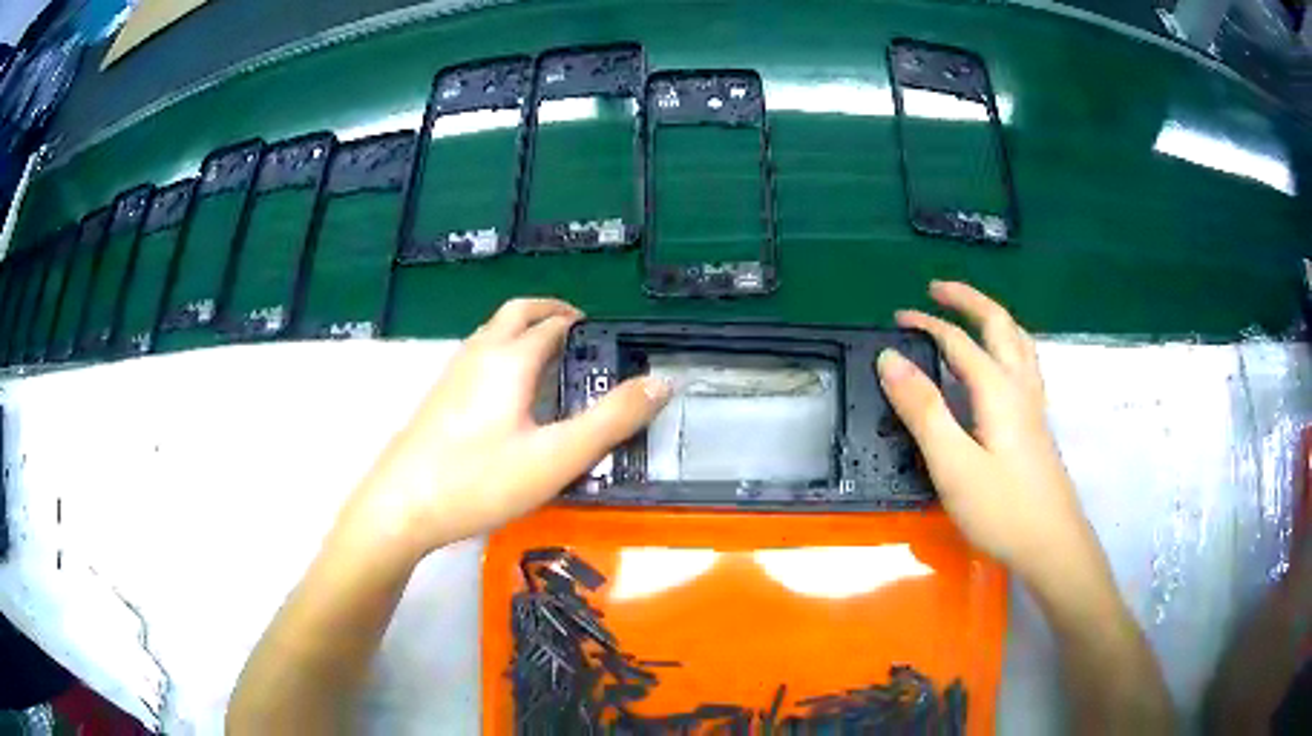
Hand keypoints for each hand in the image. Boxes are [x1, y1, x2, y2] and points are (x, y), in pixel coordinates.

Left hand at [351, 298, 670, 554]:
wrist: (402, 506)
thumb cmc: (480, 480)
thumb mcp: (557, 457)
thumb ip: (611, 420)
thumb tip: (662, 383)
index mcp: (510, 359)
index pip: (552, 324)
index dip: (581, 324)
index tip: (606, 338)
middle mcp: (479, 355)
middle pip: (515, 313)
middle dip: (549, 311)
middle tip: (578, 329)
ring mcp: (452, 374)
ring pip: (492, 333)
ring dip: (522, 331)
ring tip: (550, 359)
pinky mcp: (438, 398)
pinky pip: (477, 357)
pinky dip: (502, 353)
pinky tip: (508, 396)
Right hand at [877, 281, 1096, 582]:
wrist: (1052, 546)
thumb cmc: (1002, 509)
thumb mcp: (953, 465)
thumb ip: (923, 410)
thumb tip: (889, 358)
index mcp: (998, 390)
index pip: (959, 342)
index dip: (927, 325)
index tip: (895, 319)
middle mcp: (1020, 387)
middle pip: (1000, 326)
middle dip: (969, 301)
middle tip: (938, 290)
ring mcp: (1034, 406)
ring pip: (1019, 342)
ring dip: (993, 318)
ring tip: (972, 315)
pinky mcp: (1038, 426)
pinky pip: (1025, 364)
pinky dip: (1008, 344)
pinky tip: (1001, 366)